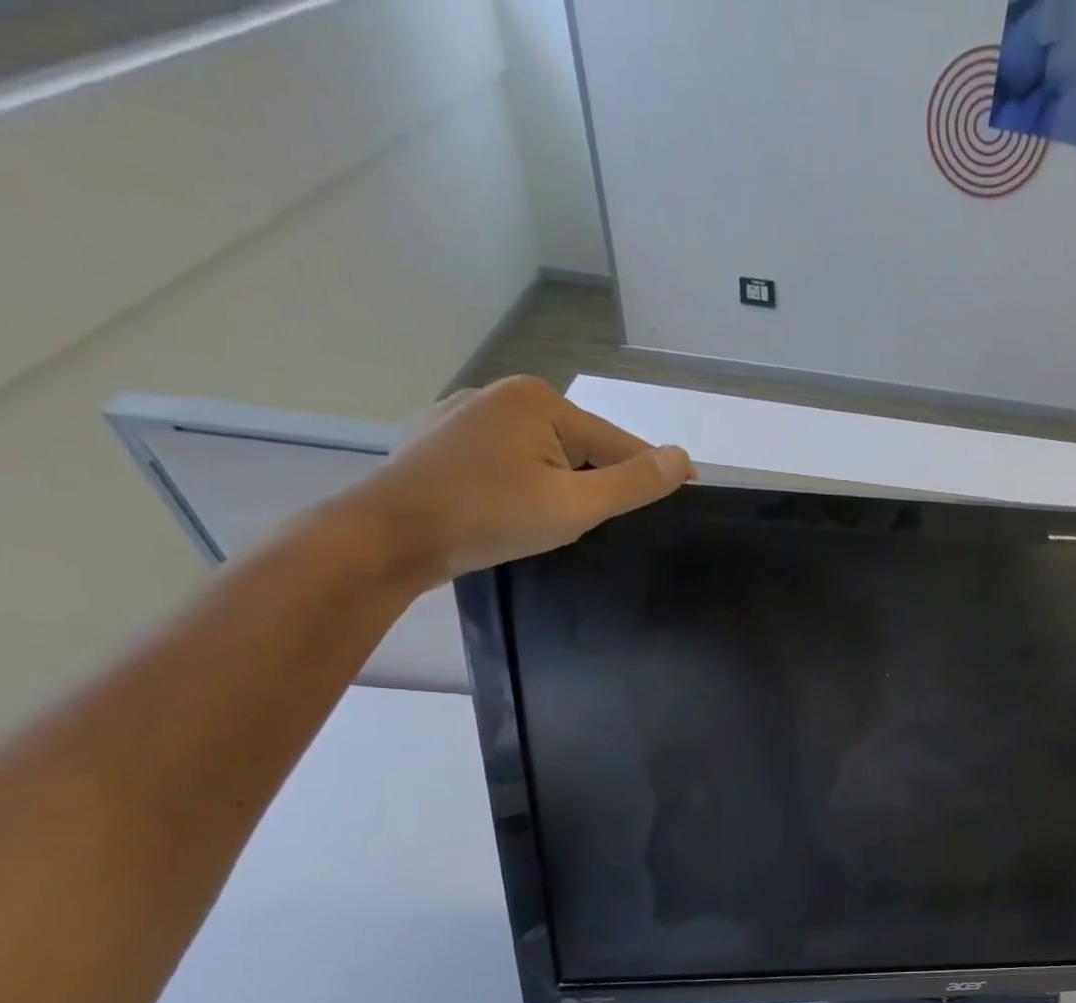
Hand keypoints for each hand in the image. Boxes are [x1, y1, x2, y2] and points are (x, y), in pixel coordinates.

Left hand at [347, 375, 695, 586]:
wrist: (387, 537)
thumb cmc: (488, 518)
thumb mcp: (576, 506)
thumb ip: (634, 482)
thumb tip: (681, 457)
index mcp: (539, 401)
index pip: (617, 443)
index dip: (651, 473)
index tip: (689, 494)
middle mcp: (502, 393)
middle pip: (580, 445)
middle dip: (600, 482)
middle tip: (612, 525)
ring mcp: (465, 413)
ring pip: (543, 452)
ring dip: (563, 482)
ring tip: (563, 521)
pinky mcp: (440, 438)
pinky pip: (506, 457)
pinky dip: (525, 481)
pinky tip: (516, 508)